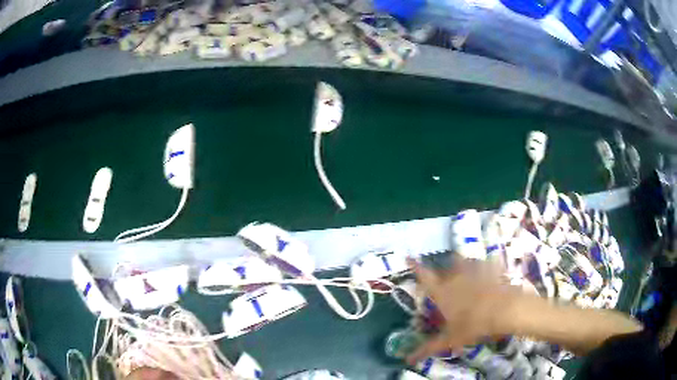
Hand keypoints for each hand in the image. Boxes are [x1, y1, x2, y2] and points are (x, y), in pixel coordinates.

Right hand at [407, 258, 519, 363]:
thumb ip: (428, 348)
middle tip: (445, 283)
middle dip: (443, 272)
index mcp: (442, 291)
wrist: (506, 309)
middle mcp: (456, 276)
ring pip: (464, 262)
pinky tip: (488, 276)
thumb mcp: (450, 340)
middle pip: (445, 267)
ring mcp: (475, 270)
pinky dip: (483, 268)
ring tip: (466, 276)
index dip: (415, 266)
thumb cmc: (474, 325)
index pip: (424, 276)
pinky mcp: (491, 268)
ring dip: (462, 267)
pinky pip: (484, 264)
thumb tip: (406, 360)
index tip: (407, 257)